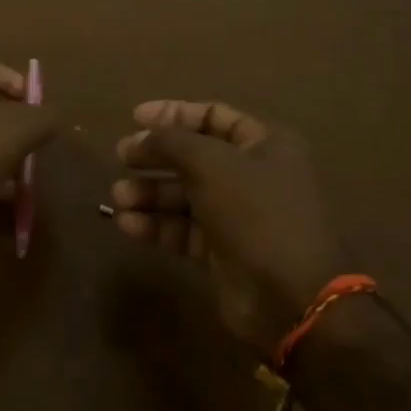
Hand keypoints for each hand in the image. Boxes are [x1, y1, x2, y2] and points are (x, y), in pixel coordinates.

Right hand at [109, 100, 353, 353]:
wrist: (291, 297)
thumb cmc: (256, 213)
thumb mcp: (210, 163)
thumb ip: (171, 141)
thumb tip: (142, 137)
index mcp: (265, 144)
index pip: (213, 116)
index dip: (174, 113)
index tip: (135, 118)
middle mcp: (253, 175)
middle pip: (194, 156)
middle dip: (155, 156)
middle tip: (121, 157)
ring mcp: (238, 216)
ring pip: (185, 195)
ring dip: (150, 193)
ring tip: (119, 197)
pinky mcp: (223, 252)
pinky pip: (183, 230)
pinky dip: (156, 225)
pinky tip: (128, 225)